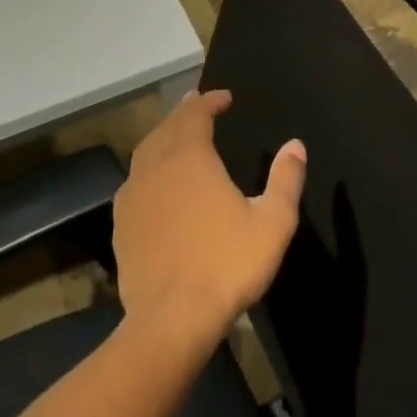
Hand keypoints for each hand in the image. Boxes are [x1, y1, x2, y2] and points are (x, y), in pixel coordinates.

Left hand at [111, 90, 306, 349]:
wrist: (172, 318)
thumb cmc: (227, 265)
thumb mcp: (273, 222)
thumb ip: (285, 179)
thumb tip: (295, 145)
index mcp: (190, 159)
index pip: (195, 114)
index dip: (209, 101)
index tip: (224, 98)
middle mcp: (155, 168)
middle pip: (166, 128)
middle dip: (184, 114)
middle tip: (198, 106)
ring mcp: (132, 196)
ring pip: (145, 153)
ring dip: (163, 138)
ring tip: (177, 137)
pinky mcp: (121, 225)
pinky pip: (135, 182)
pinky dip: (149, 169)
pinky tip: (157, 184)